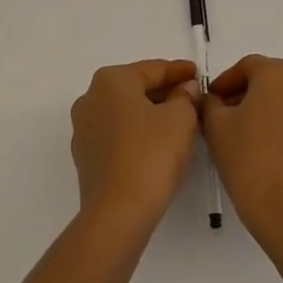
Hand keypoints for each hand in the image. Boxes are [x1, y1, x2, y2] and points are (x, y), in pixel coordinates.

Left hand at [70, 60, 201, 232]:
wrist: (118, 212)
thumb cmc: (151, 154)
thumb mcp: (181, 118)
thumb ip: (185, 97)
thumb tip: (184, 90)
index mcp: (111, 80)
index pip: (153, 69)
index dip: (179, 71)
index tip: (198, 74)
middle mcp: (91, 98)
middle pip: (136, 88)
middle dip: (164, 92)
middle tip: (192, 98)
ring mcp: (84, 129)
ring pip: (125, 113)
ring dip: (151, 114)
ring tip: (179, 121)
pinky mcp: (86, 157)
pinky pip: (117, 135)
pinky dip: (137, 134)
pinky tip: (157, 145)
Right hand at [202, 56, 282, 256]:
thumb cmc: (247, 159)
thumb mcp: (215, 126)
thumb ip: (210, 103)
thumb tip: (213, 100)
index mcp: (277, 74)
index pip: (246, 66)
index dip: (224, 81)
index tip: (209, 100)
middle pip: (268, 80)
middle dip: (243, 94)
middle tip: (221, 115)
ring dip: (263, 109)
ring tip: (241, 134)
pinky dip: (280, 126)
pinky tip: (263, 149)